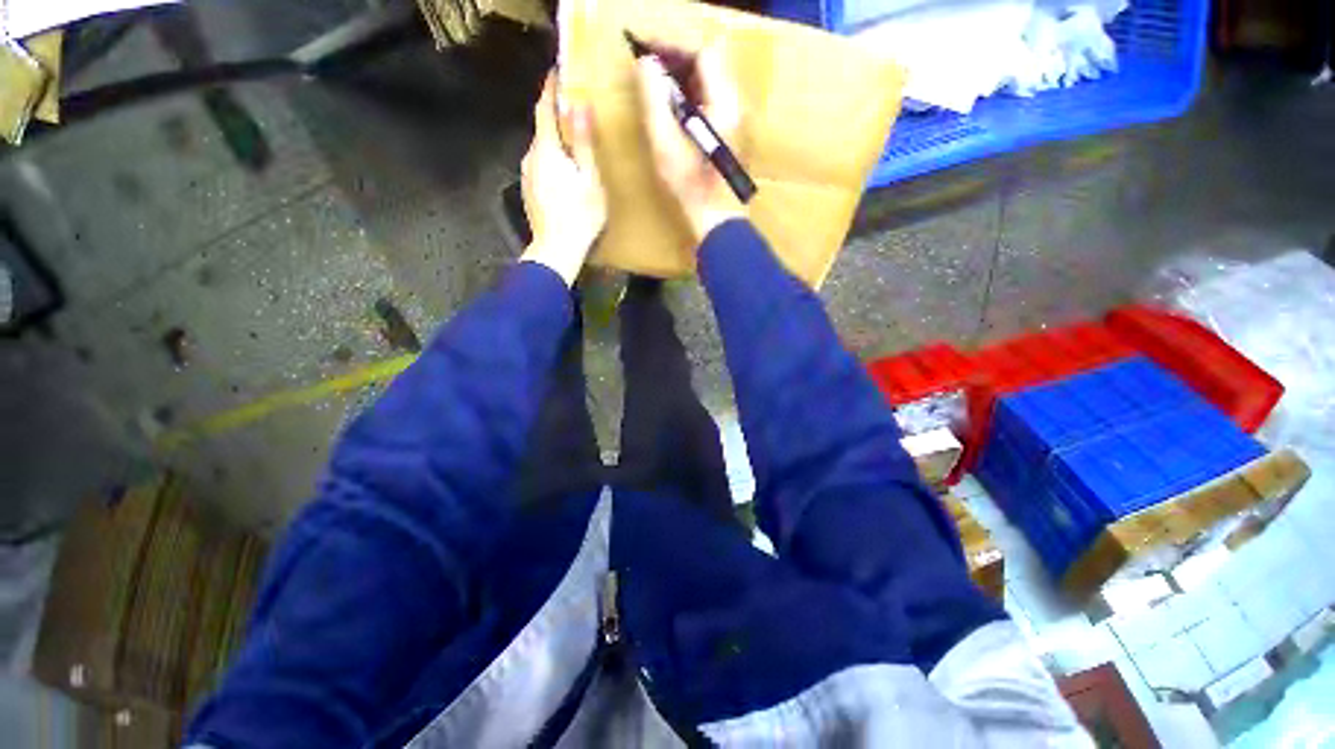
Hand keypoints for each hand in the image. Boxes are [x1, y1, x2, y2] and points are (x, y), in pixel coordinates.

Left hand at [520, 72, 605, 286]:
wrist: (557, 250)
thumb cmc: (580, 216)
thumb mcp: (589, 179)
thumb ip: (583, 143)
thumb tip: (579, 106)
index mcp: (547, 150)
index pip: (544, 109)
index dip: (550, 89)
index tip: (557, 71)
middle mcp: (530, 157)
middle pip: (542, 130)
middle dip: (555, 117)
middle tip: (574, 111)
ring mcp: (527, 176)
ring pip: (541, 150)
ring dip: (555, 143)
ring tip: (573, 146)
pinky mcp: (528, 192)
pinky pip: (540, 167)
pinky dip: (552, 162)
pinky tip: (565, 175)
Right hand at [636, 45, 744, 242]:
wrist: (717, 220)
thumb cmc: (691, 188)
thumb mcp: (665, 144)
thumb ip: (654, 100)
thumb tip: (646, 63)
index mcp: (723, 103)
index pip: (704, 52)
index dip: (673, 45)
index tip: (646, 49)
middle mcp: (735, 105)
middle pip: (709, 63)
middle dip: (677, 58)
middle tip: (648, 67)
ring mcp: (735, 120)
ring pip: (709, 81)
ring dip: (682, 77)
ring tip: (656, 86)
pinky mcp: (730, 133)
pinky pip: (710, 100)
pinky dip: (690, 95)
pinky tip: (672, 109)